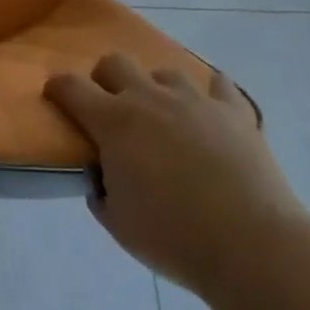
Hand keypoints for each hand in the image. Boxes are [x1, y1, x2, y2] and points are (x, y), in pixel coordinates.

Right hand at [45, 55, 305, 297]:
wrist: (253, 247)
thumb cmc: (175, 238)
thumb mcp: (119, 224)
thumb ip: (101, 192)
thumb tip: (102, 177)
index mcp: (113, 121)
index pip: (70, 86)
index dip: (58, 88)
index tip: (56, 98)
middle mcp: (148, 98)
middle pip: (115, 62)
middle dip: (106, 79)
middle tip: (113, 110)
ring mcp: (194, 100)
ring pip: (165, 72)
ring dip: (158, 90)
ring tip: (167, 118)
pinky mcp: (234, 112)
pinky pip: (220, 85)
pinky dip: (212, 95)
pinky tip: (212, 113)